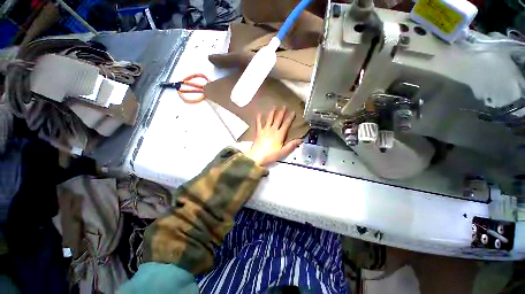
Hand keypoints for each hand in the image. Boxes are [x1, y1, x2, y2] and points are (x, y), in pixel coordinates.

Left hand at [244, 107, 302, 165]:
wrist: (257, 156)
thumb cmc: (270, 155)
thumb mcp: (283, 152)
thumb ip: (291, 145)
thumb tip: (300, 139)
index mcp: (279, 134)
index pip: (286, 124)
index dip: (290, 118)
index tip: (293, 112)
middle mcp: (272, 130)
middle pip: (278, 119)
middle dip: (281, 112)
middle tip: (284, 106)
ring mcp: (265, 130)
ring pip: (269, 119)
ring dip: (272, 113)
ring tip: (274, 107)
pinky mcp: (258, 132)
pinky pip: (258, 123)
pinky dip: (259, 118)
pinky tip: (259, 113)